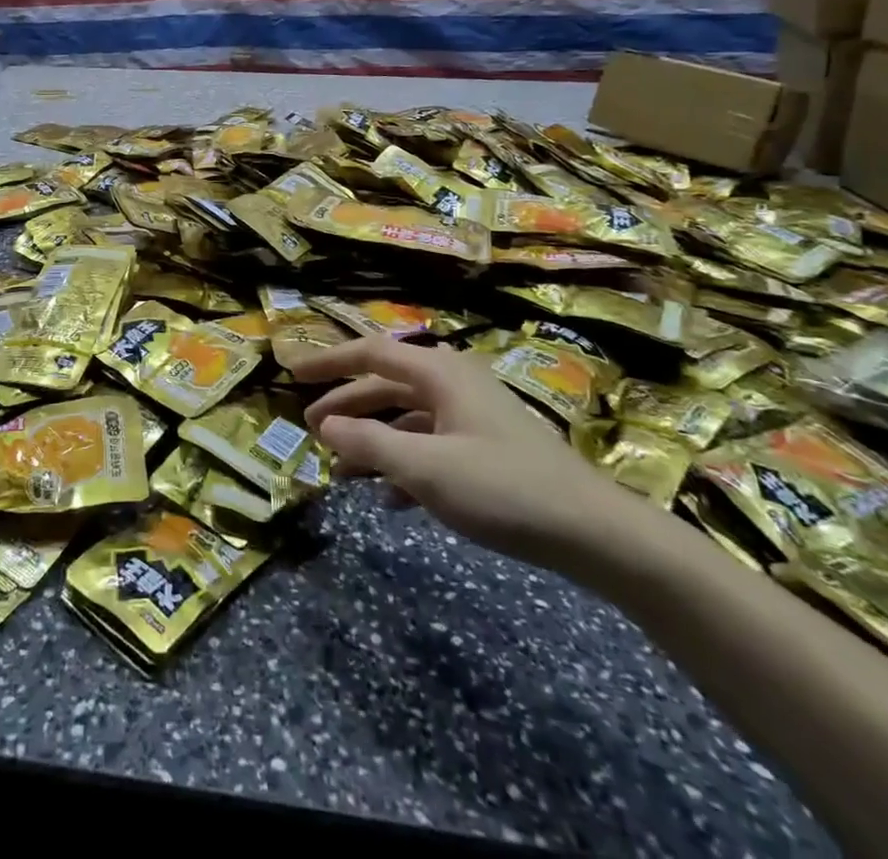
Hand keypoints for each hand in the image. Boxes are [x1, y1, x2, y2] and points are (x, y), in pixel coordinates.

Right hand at [292, 338, 657, 574]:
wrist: (594, 534)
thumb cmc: (504, 489)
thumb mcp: (427, 469)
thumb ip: (370, 444)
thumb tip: (325, 426)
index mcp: (440, 373)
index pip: (371, 353)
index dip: (329, 362)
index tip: (292, 373)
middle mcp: (454, 384)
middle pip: (387, 383)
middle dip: (347, 405)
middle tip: (311, 429)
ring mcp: (473, 416)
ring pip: (407, 417)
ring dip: (373, 438)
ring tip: (341, 469)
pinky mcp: (486, 449)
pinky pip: (430, 445)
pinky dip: (403, 463)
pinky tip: (389, 496)